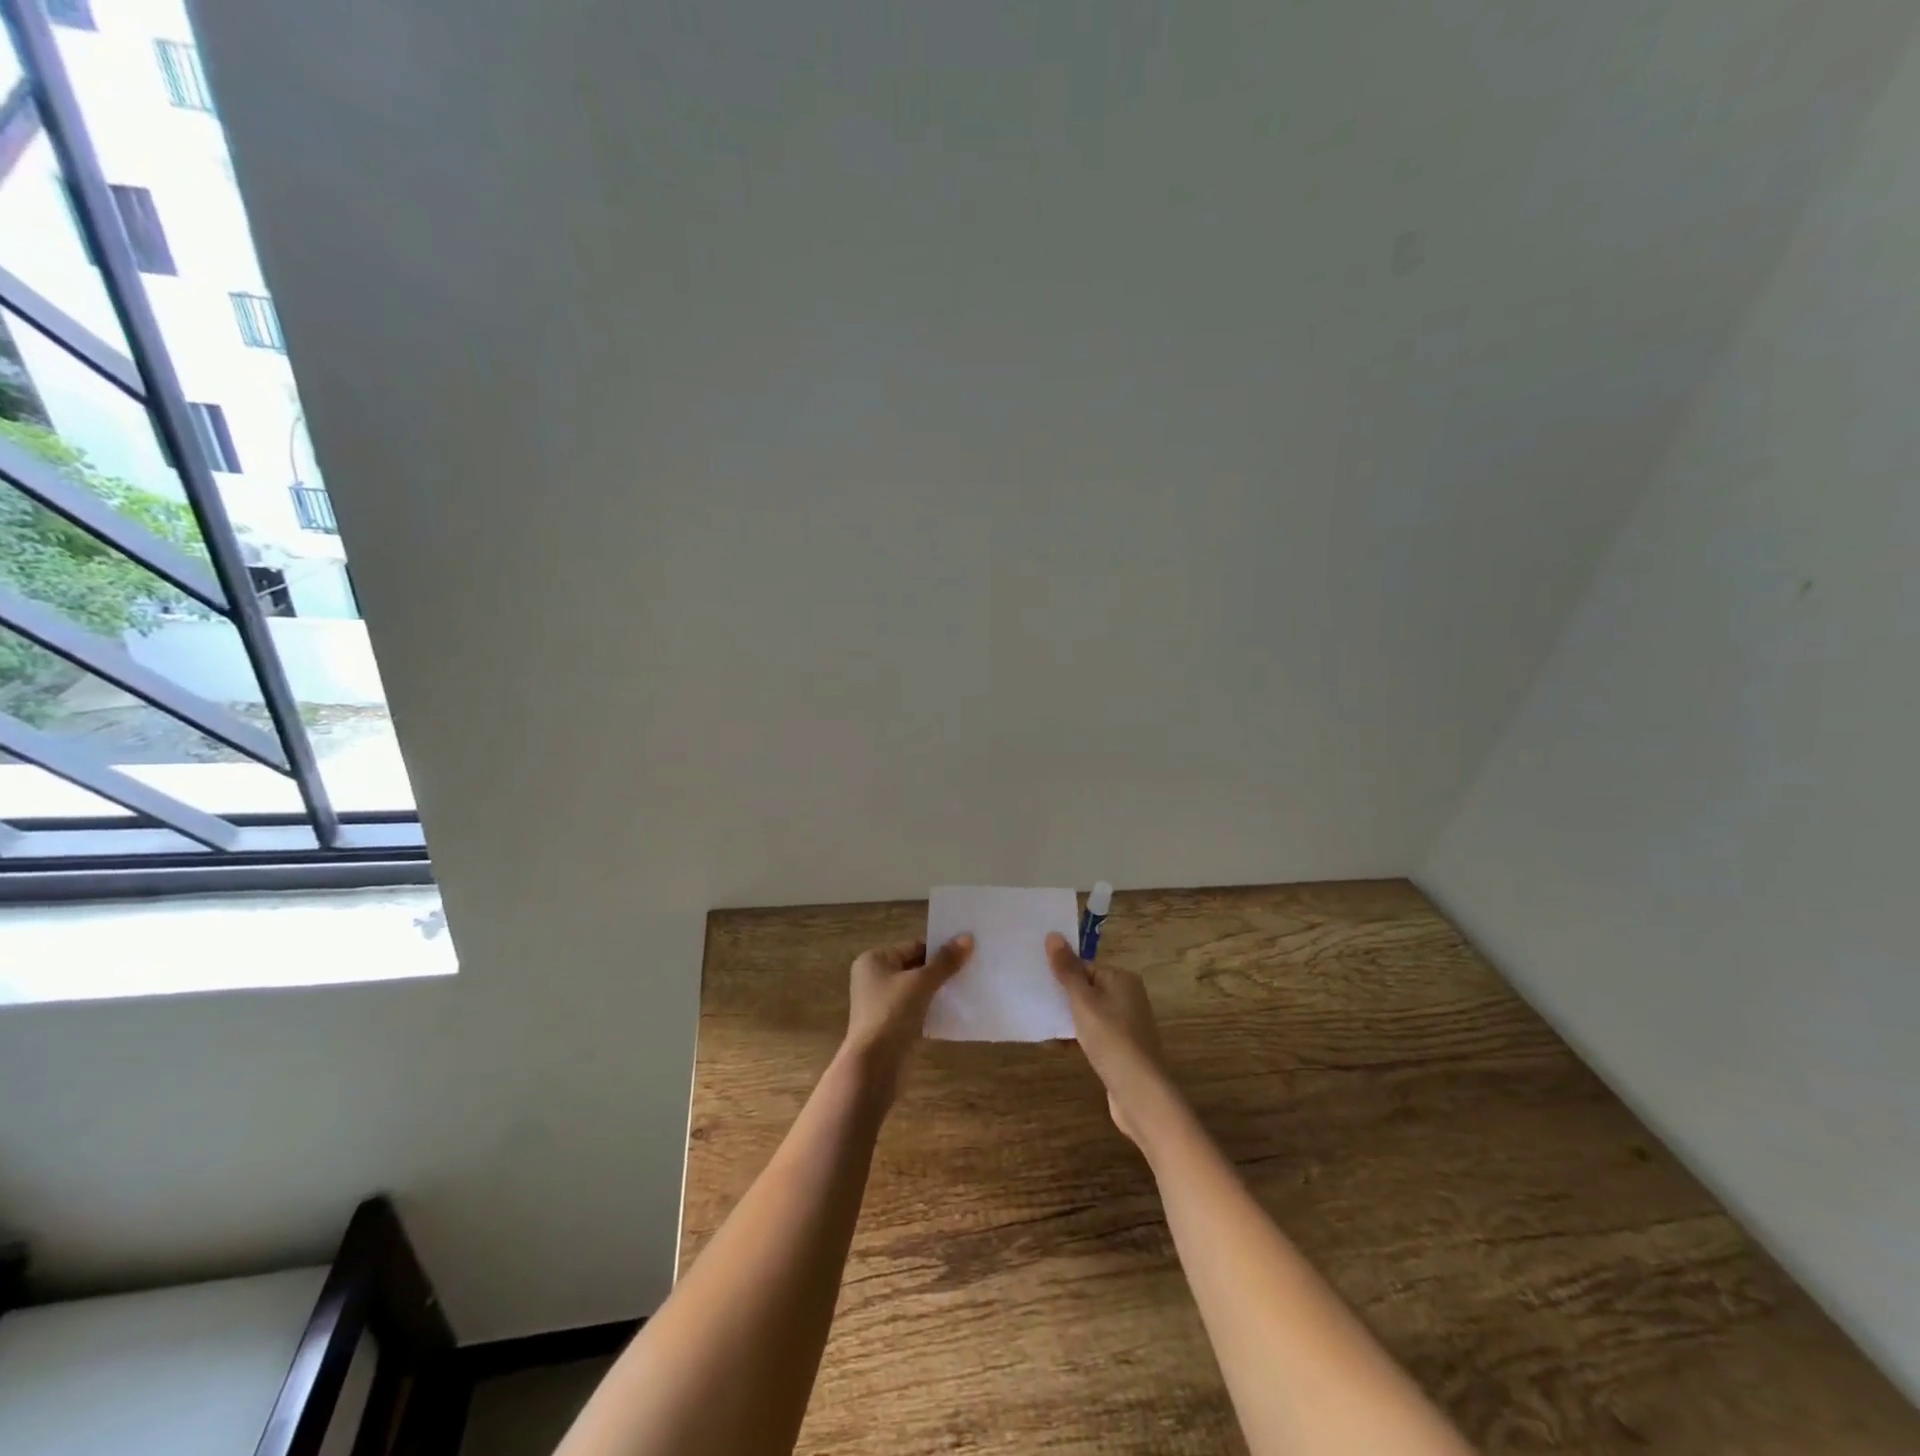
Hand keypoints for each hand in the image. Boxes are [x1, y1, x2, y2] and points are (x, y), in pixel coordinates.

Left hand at [842, 935, 972, 1100]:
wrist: (875, 1067)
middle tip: (972, 967)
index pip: (913, 946)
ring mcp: (883, 1004)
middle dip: (941, 969)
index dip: (939, 948)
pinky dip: (934, 1008)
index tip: (967, 950)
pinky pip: (918, 1009)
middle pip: (915, 967)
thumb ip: (945, 961)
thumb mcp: (921, 983)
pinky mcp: (893, 1026)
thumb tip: (968, 937)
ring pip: (918, 990)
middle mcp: (875, 978)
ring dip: (939, 989)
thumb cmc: (892, 1014)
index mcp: (874, 960)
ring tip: (969, 986)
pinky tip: (957, 1009)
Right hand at [1046, 932, 1173, 1144]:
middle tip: (1034, 1000)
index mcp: (1122, 979)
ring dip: (1066, 1020)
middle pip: (1086, 989)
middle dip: (1062, 997)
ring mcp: (1125, 1025)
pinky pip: (1092, 1035)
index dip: (1062, 973)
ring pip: (1087, 1014)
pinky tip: (1055, 1047)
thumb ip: (1067, 970)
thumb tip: (1053, 935)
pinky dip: (1075, 1038)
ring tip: (1040, 1024)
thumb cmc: (1111, 1039)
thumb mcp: (1083, 1001)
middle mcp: (1127, 997)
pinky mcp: (1120, 1049)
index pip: (1085, 966)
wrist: (1139, 1093)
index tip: (1037, 981)